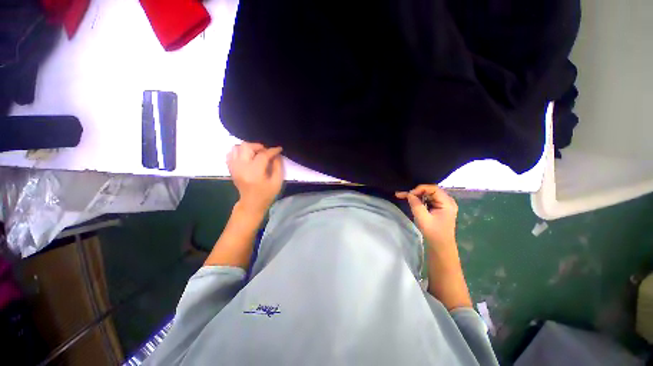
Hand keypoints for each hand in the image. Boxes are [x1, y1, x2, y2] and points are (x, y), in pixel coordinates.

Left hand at [227, 142, 283, 215]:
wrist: (251, 204)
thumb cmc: (266, 194)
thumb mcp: (277, 182)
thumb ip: (278, 167)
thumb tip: (276, 155)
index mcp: (254, 172)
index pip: (263, 155)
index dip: (272, 150)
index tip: (279, 149)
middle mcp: (241, 167)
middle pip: (246, 147)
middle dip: (258, 146)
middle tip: (266, 152)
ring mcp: (234, 167)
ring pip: (237, 147)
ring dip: (248, 148)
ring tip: (256, 154)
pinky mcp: (231, 168)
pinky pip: (231, 153)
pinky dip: (239, 152)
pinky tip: (247, 157)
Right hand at [395, 185, 457, 246]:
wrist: (441, 247)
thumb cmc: (433, 233)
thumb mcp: (423, 218)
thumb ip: (416, 204)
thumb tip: (409, 194)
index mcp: (447, 203)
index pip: (433, 188)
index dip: (419, 189)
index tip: (409, 194)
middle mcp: (448, 201)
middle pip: (431, 190)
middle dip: (416, 191)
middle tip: (403, 194)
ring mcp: (444, 204)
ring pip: (429, 194)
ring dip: (417, 195)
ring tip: (405, 196)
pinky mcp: (440, 208)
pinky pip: (429, 199)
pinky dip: (420, 199)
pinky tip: (412, 201)